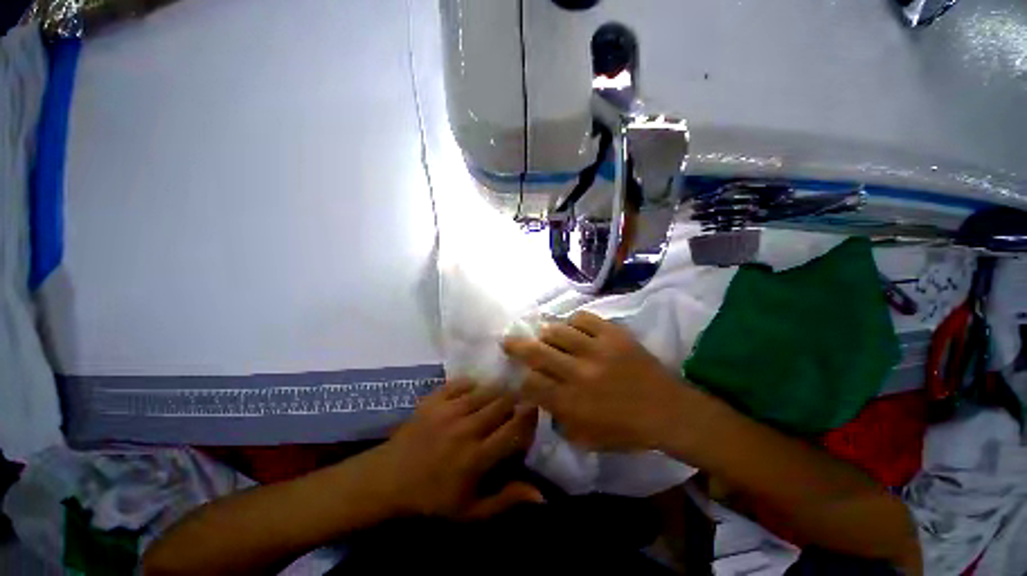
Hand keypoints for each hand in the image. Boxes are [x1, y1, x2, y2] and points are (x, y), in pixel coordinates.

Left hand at [372, 380, 541, 519]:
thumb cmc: (431, 499)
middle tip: (516, 404)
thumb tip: (541, 495)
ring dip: (497, 391)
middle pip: (503, 404)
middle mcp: (466, 429)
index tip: (535, 410)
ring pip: (485, 390)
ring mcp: (448, 410)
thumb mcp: (470, 511)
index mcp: (477, 458)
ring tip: (499, 396)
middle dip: (515, 401)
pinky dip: (472, 384)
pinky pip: (461, 382)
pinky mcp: (434, 399)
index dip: (529, 417)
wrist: (386, 480)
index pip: (514, 430)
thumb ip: (506, 500)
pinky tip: (474, 391)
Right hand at [503, 311, 687, 451]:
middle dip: (516, 346)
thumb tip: (542, 399)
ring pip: (558, 331)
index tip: (517, 375)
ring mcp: (597, 350)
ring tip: (544, 334)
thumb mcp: (588, 438)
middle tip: (508, 339)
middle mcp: (579, 373)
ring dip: (546, 333)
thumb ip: (560, 419)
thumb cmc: (627, 431)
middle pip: (536, 352)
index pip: (531, 384)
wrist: (669, 411)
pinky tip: (573, 327)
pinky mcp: (614, 335)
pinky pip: (584, 318)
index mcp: (572, 403)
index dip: (519, 379)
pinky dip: (574, 321)